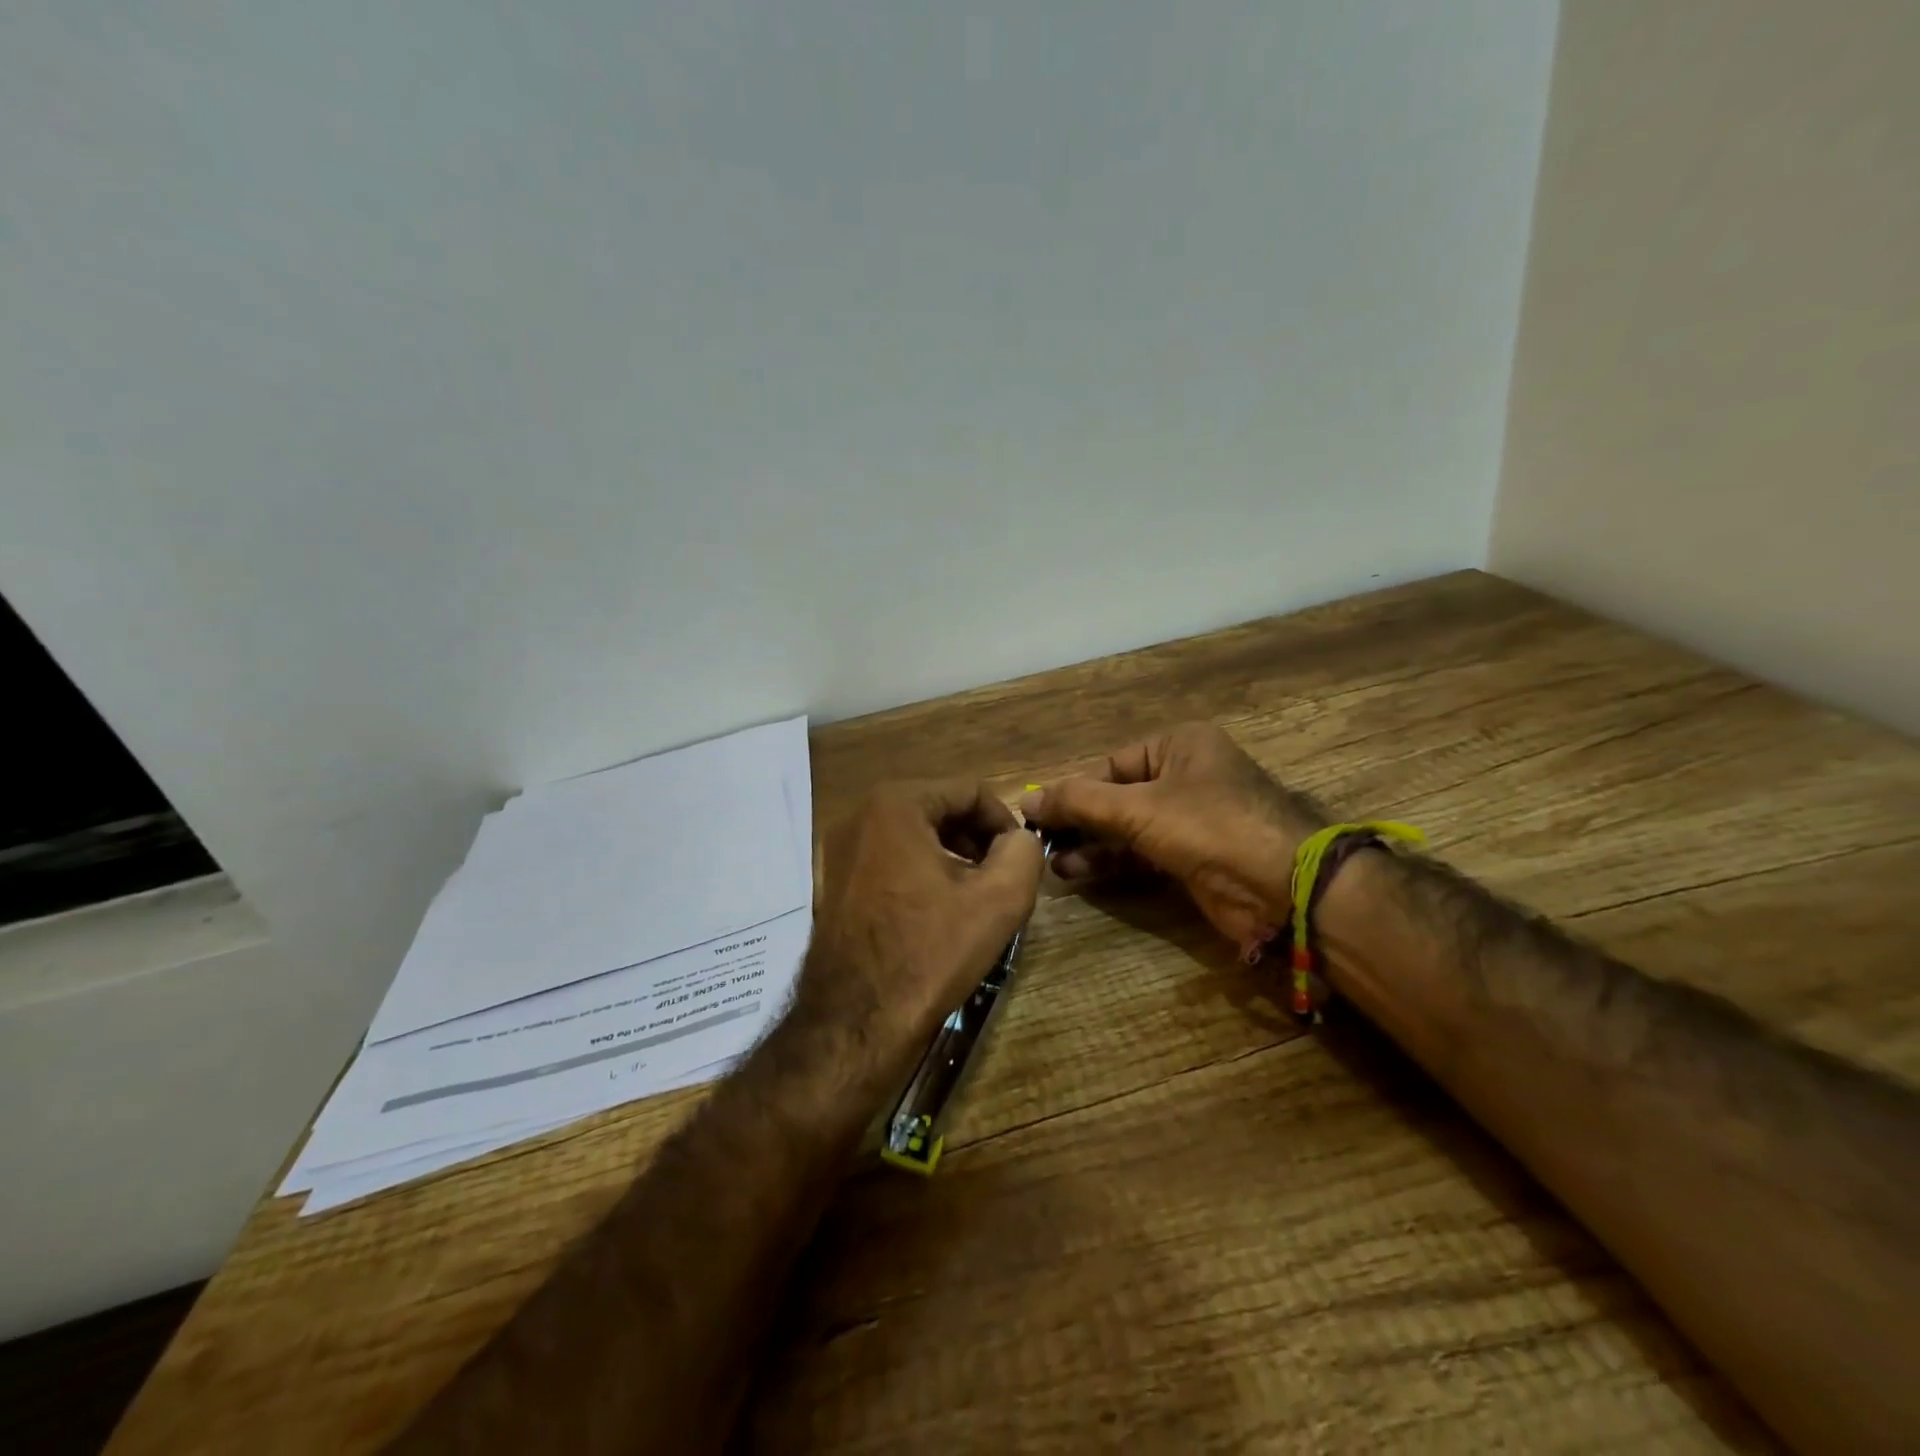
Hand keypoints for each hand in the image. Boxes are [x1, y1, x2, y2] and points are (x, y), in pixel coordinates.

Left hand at [797, 780, 1043, 1087]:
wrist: (856, 1020)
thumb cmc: (929, 952)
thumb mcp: (999, 899)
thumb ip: (1024, 852)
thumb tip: (1019, 840)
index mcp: (895, 804)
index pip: (969, 791)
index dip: (1004, 822)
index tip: (1021, 859)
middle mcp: (859, 815)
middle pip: (938, 809)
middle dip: (977, 838)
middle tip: (1001, 877)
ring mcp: (838, 849)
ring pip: (913, 834)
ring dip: (951, 855)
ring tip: (974, 896)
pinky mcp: (832, 881)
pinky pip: (888, 858)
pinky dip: (920, 871)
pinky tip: (937, 910)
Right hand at [1020, 722, 1324, 962]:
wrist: (1285, 888)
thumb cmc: (1210, 827)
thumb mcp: (1138, 808)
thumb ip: (1079, 802)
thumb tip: (1025, 800)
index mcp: (1179, 745)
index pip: (1110, 765)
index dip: (1072, 791)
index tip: (1036, 816)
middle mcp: (1185, 775)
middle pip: (1116, 796)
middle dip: (1079, 821)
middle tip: (1039, 842)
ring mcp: (1191, 818)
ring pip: (1127, 827)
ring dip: (1090, 844)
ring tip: (1052, 863)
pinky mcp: (1194, 855)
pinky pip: (1142, 852)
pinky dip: (1112, 861)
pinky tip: (1078, 872)